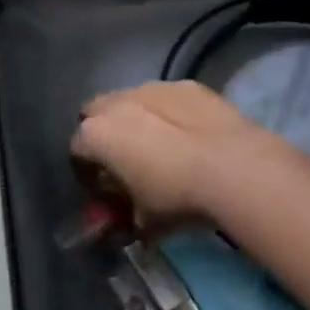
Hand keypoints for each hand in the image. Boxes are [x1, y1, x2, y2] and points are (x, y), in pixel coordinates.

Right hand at [71, 81, 288, 229]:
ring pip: (131, 101)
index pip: (76, 150)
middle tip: (126, 162)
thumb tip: (129, 224)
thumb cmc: (175, 197)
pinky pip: (167, 99)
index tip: (103, 190)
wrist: (233, 167)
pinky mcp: (185, 85)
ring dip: (137, 120)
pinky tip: (190, 136)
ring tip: (162, 147)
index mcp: (95, 134)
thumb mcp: (144, 223)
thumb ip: (126, 219)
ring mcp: (150, 88)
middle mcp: (115, 103)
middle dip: (105, 134)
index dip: (87, 171)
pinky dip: (171, 113)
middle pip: (97, 114)